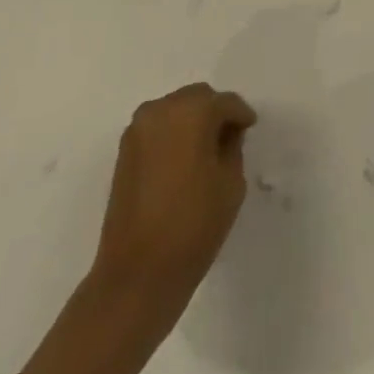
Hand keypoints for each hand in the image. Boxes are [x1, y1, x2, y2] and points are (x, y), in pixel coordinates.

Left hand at [93, 83, 257, 303]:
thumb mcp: (231, 182)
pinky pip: (157, 129)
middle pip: (197, 98)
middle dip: (214, 113)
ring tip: (205, 151)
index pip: (225, 103)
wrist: (138, 274)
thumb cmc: (194, 225)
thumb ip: (232, 147)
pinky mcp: (124, 152)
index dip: (241, 116)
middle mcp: (161, 110)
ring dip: (191, 122)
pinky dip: (172, 135)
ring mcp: (138, 130)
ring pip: (175, 110)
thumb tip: (225, 136)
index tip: (250, 129)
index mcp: (192, 111)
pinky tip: (183, 161)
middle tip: (229, 138)